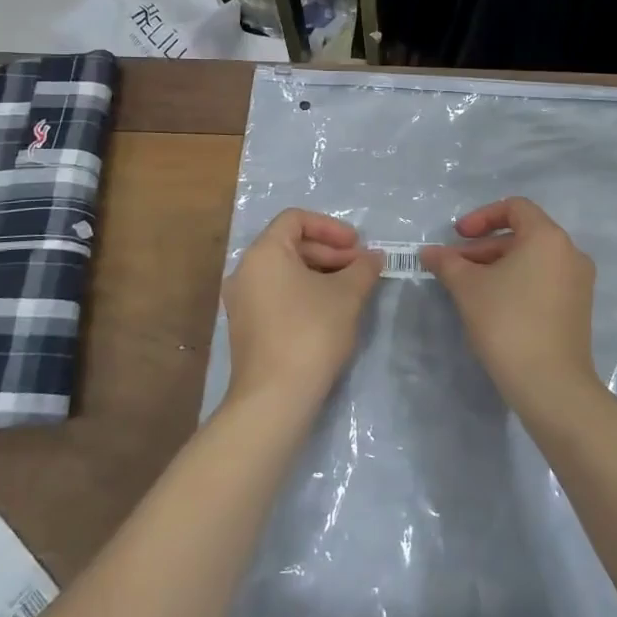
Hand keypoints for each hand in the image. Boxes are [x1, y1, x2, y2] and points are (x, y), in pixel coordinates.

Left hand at [223, 209, 380, 405]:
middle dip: (330, 253)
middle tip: (360, 269)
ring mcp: (242, 301)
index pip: (296, 219)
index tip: (357, 246)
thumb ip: (363, 268)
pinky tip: (330, 312)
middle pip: (290, 245)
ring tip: (351, 291)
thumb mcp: (347, 295)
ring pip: (285, 272)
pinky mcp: (247, 327)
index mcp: (264, 253)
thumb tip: (373, 257)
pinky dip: (304, 293)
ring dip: (320, 273)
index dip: (330, 227)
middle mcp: (245, 271)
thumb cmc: (311, 332)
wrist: (275, 397)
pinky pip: (278, 294)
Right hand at [421, 197, 598, 410]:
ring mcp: (579, 282)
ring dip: (498, 266)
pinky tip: (494, 306)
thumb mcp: (469, 288)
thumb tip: (429, 252)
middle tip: (455, 267)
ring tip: (469, 288)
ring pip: (532, 260)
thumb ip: (448, 263)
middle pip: (523, 234)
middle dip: (484, 247)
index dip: (481, 216)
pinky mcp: (578, 308)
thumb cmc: (508, 323)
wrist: (551, 385)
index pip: (515, 207)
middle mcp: (570, 252)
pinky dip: (518, 282)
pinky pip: (544, 281)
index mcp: (548, 237)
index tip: (458, 237)